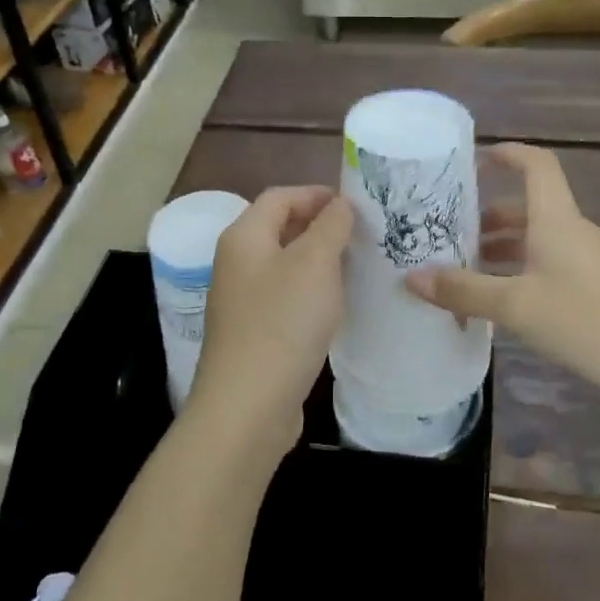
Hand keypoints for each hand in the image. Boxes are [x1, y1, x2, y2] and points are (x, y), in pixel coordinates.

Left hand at [186, 185, 352, 457]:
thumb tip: (340, 204)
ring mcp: (243, 300)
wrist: (248, 407)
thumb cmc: (283, 323)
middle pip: (280, 228)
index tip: (356, 205)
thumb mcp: (315, 263)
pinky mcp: (254, 331)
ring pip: (286, 264)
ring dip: (319, 260)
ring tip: (357, 265)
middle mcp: (237, 262)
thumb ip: (331, 226)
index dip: (317, 194)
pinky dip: (312, 291)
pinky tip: (337, 304)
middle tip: (362, 234)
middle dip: (321, 226)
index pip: (281, 197)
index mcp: (244, 237)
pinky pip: (286, 296)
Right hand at [406, 143, 599, 398]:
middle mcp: (571, 230)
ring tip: (464, 270)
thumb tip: (410, 277)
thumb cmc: (586, 320)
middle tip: (447, 233)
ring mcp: (586, 259)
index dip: (508, 154)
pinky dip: (519, 270)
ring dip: (501, 247)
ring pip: (536, 238)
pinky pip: (547, 263)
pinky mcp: (594, 286)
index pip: (536, 164)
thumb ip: (463, 290)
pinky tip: (500, 300)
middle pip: (527, 206)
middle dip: (487, 215)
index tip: (474, 162)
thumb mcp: (516, 306)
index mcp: (555, 218)